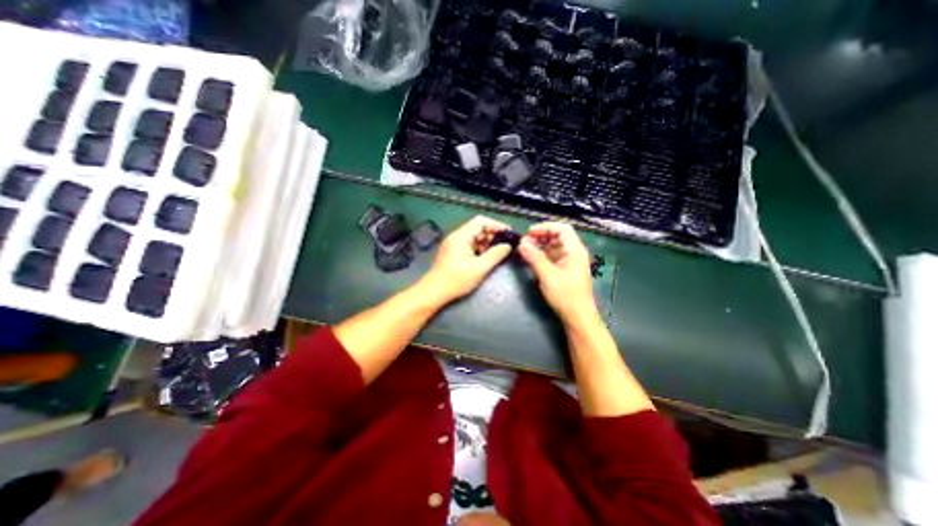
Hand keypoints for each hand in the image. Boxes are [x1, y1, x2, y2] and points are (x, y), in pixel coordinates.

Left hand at [419, 214, 512, 304]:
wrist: (433, 292)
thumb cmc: (456, 280)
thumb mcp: (480, 268)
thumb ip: (495, 255)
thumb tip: (507, 246)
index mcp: (461, 236)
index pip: (481, 221)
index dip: (496, 225)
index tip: (508, 234)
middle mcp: (456, 237)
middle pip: (477, 228)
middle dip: (492, 235)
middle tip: (504, 245)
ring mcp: (453, 245)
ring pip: (473, 238)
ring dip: (486, 243)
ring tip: (496, 253)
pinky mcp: (452, 253)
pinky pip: (468, 245)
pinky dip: (478, 249)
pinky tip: (484, 259)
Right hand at [515, 221, 596, 321]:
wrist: (578, 316)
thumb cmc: (566, 295)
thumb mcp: (548, 275)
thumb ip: (534, 258)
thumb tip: (522, 244)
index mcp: (575, 250)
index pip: (562, 229)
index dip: (545, 227)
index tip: (529, 232)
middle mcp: (573, 253)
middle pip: (557, 236)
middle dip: (540, 236)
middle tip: (524, 242)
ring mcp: (569, 261)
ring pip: (553, 246)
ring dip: (539, 245)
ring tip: (524, 249)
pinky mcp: (564, 270)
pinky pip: (552, 256)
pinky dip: (541, 255)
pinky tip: (530, 258)